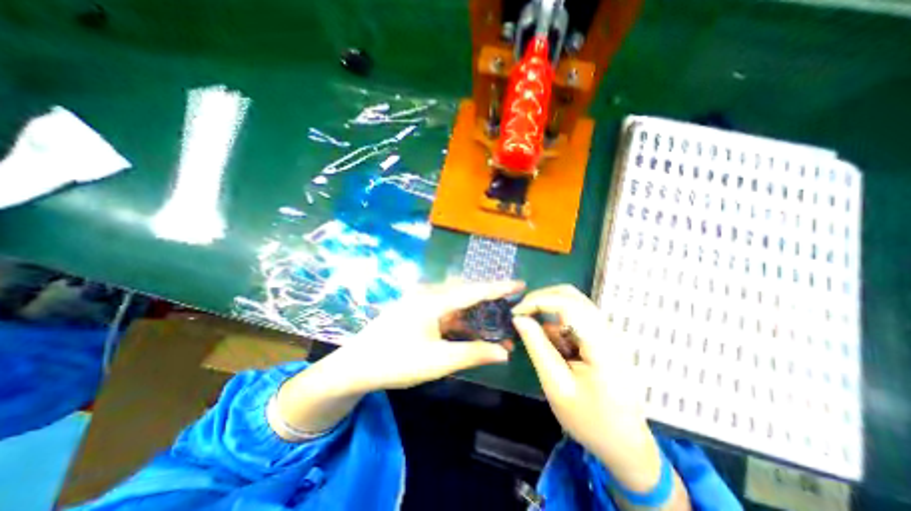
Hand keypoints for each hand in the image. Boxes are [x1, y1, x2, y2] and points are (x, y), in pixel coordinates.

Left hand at [334, 281, 522, 393]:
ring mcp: (420, 301)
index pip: (473, 290)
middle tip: (510, 306)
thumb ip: (473, 354)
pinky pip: (445, 310)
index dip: (498, 287)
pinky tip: (471, 329)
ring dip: (475, 313)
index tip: (519, 283)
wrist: (355, 367)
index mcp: (433, 301)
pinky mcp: (416, 310)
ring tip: (496, 323)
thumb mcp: (438, 361)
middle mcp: (428, 294)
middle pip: (466, 292)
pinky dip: (460, 319)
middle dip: (489, 299)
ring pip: (455, 302)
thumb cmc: (396, 362)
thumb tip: (504, 353)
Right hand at [511, 286, 663, 488]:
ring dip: (550, 313)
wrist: (626, 445)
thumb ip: (537, 346)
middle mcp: (609, 331)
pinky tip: (558, 350)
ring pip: (573, 303)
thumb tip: (518, 318)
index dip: (537, 301)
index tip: (515, 313)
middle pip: (571, 295)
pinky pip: (576, 318)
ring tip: (540, 340)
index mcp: (601, 344)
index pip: (566, 302)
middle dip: (541, 299)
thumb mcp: (556, 385)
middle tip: (521, 315)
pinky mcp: (605, 337)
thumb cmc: (590, 420)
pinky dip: (559, 325)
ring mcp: (609, 332)